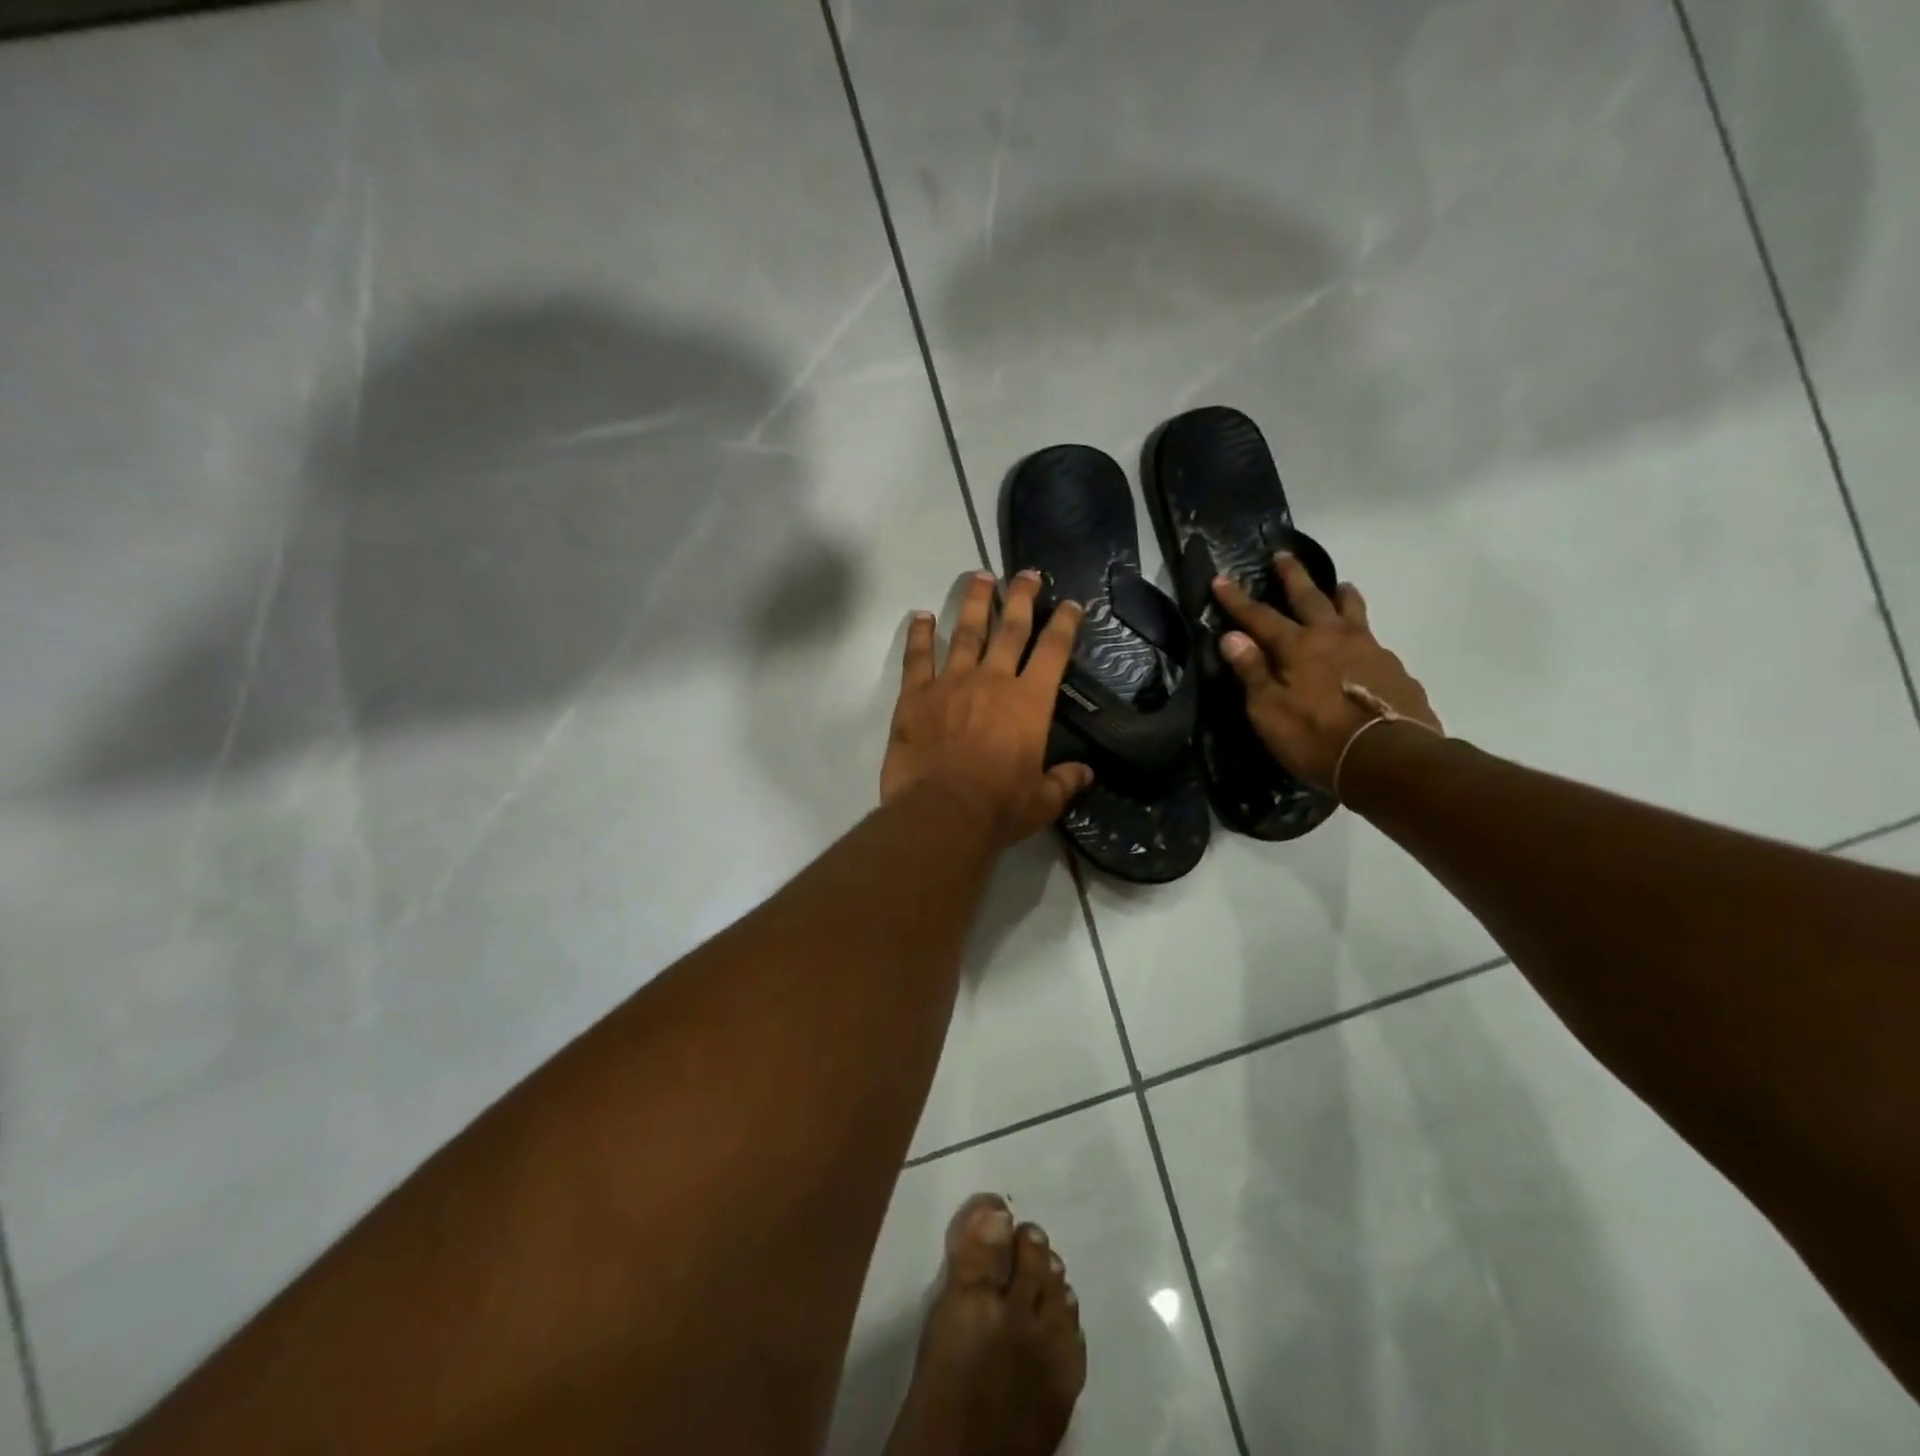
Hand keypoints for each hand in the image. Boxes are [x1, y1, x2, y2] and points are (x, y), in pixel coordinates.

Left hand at [882, 569, 1093, 844]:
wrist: (942, 813)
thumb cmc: (998, 808)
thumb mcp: (1042, 801)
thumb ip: (1064, 782)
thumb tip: (1086, 773)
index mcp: (1029, 702)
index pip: (1053, 651)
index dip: (1065, 623)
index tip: (1071, 603)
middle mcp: (993, 680)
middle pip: (1010, 628)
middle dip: (1021, 597)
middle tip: (1026, 573)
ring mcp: (951, 682)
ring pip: (965, 632)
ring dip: (974, 602)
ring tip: (979, 577)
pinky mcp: (915, 695)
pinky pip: (917, 657)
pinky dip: (918, 635)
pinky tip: (919, 617)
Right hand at [1212, 555, 1439, 792]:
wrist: (1388, 759)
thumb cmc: (1316, 737)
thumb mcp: (1269, 711)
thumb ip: (1252, 672)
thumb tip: (1232, 637)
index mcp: (1298, 647)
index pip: (1260, 617)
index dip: (1237, 600)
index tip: (1220, 578)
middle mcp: (1334, 637)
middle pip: (1310, 597)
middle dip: (1293, 577)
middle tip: (1283, 555)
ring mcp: (1370, 650)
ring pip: (1353, 611)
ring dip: (1341, 596)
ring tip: (1340, 586)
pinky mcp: (1395, 670)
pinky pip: (1374, 641)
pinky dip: (1362, 634)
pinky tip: (1364, 647)